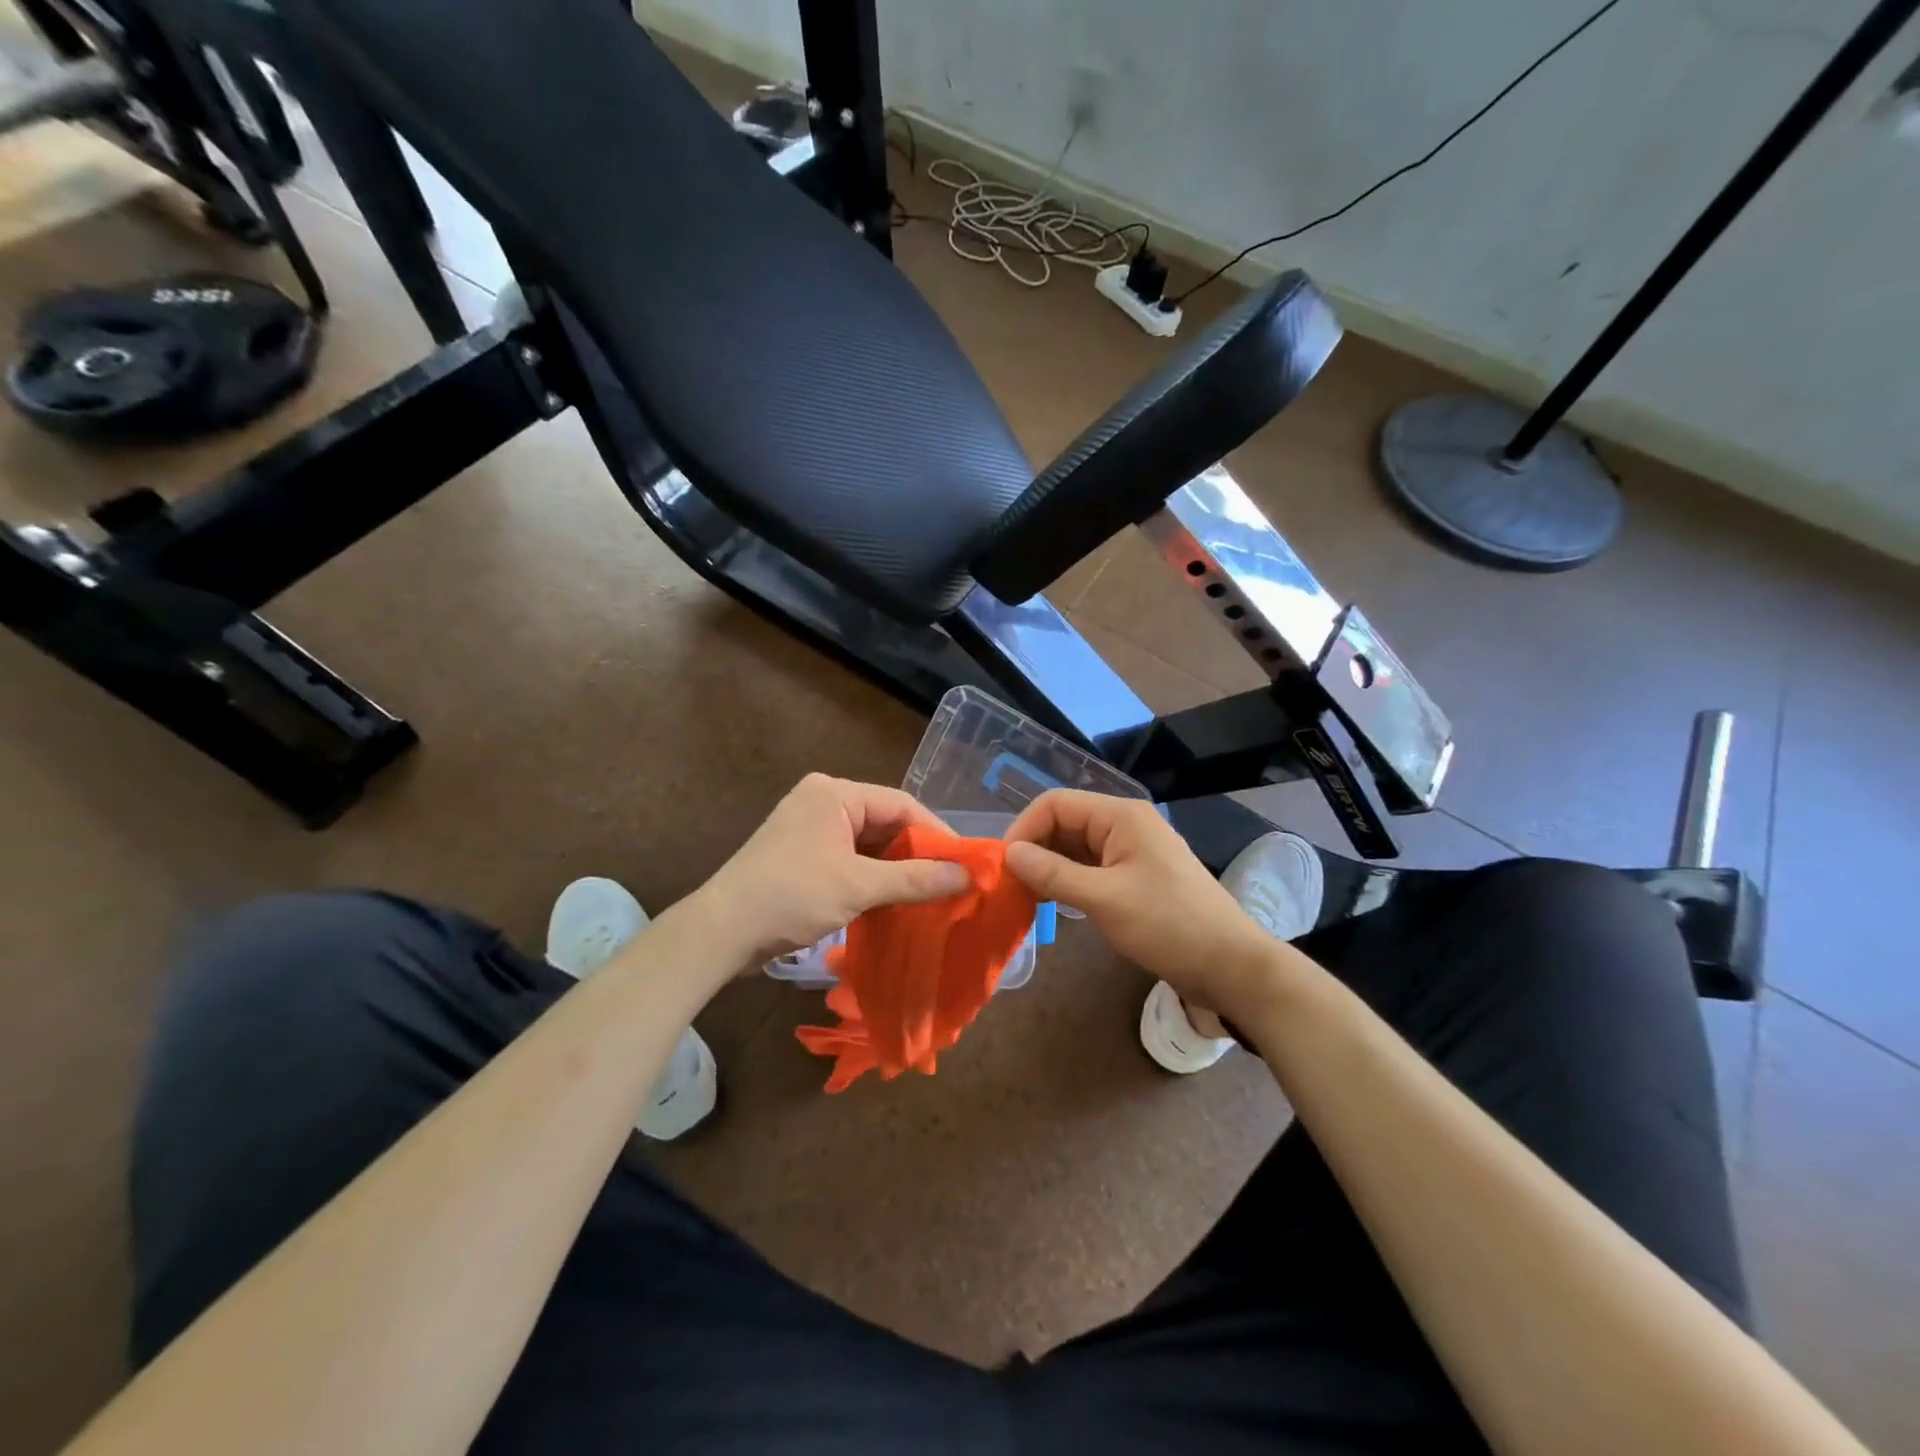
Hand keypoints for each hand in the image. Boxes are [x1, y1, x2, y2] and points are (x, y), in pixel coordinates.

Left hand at [693, 774, 972, 964]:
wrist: (721, 932)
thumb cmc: (792, 896)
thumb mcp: (859, 886)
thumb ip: (915, 879)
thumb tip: (968, 876)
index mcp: (835, 793)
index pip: (901, 804)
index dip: (937, 833)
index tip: (966, 864)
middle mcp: (822, 801)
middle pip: (885, 822)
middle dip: (917, 853)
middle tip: (952, 882)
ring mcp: (809, 827)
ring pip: (868, 844)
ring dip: (895, 869)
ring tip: (929, 895)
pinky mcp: (801, 854)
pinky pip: (849, 858)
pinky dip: (872, 877)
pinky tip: (893, 901)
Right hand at [1003, 790, 1281, 1026]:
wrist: (1229, 965)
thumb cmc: (1168, 925)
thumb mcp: (1104, 899)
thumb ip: (1053, 873)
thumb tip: (1009, 853)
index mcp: (1120, 816)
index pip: (1055, 804)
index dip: (1024, 828)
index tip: (1003, 866)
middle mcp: (1124, 824)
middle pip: (1064, 822)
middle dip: (1034, 848)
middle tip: (1010, 885)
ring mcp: (1132, 850)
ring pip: (1075, 846)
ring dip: (1049, 866)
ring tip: (1025, 896)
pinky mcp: (1136, 876)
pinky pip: (1091, 866)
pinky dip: (1068, 879)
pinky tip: (1053, 902)